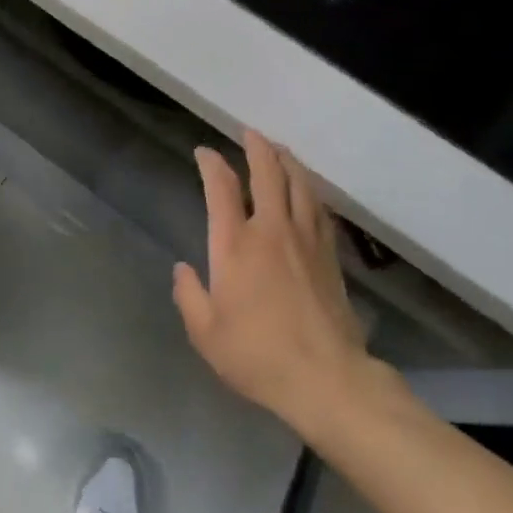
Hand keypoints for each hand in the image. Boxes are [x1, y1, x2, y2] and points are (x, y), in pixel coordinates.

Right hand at [173, 131, 378, 437]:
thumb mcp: (206, 333)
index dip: (211, 164)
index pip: (221, 187)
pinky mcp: (329, 256)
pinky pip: (319, 209)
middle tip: (249, 133)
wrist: (326, 379)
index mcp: (235, 244)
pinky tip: (307, 190)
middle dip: (257, 147)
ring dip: (287, 161)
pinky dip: (309, 190)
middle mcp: (271, 230)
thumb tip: (183, 269)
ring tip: (279, 150)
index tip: (204, 153)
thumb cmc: (258, 355)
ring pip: (299, 184)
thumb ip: (189, 296)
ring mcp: (305, 240)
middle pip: (267, 173)